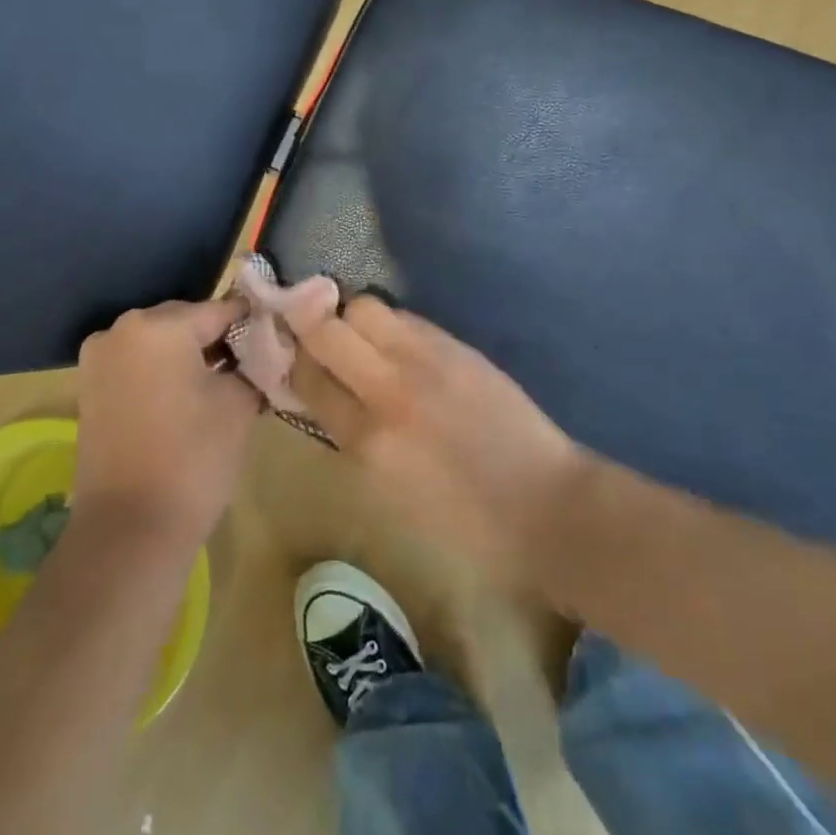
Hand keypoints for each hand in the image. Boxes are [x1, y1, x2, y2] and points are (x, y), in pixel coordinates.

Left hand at [73, 298, 261, 548]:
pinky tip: (188, 400)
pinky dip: (163, 373)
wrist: (129, 530)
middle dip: (218, 339)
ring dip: (190, 356)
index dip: (252, 324)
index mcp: (159, 325)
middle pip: (186, 321)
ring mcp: (99, 358)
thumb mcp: (238, 404)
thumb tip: (258, 352)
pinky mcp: (90, 388)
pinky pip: (138, 364)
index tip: (276, 340)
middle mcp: (122, 329)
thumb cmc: (192, 459)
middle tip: (251, 367)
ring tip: (222, 386)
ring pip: (160, 343)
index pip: (220, 310)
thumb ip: (251, 364)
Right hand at [278, 284, 585, 581]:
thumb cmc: (465, 526)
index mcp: (365, 442)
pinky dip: (392, 324)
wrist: (544, 509)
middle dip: (310, 324)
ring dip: (351, 316)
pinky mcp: (456, 347)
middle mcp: (386, 391)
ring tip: (360, 334)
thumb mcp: (389, 496)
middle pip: (325, 330)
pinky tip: (399, 341)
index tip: (291, 354)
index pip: (307, 379)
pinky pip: (407, 317)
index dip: (293, 361)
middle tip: (313, 329)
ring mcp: (424, 362)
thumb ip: (353, 441)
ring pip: (364, 308)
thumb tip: (331, 401)